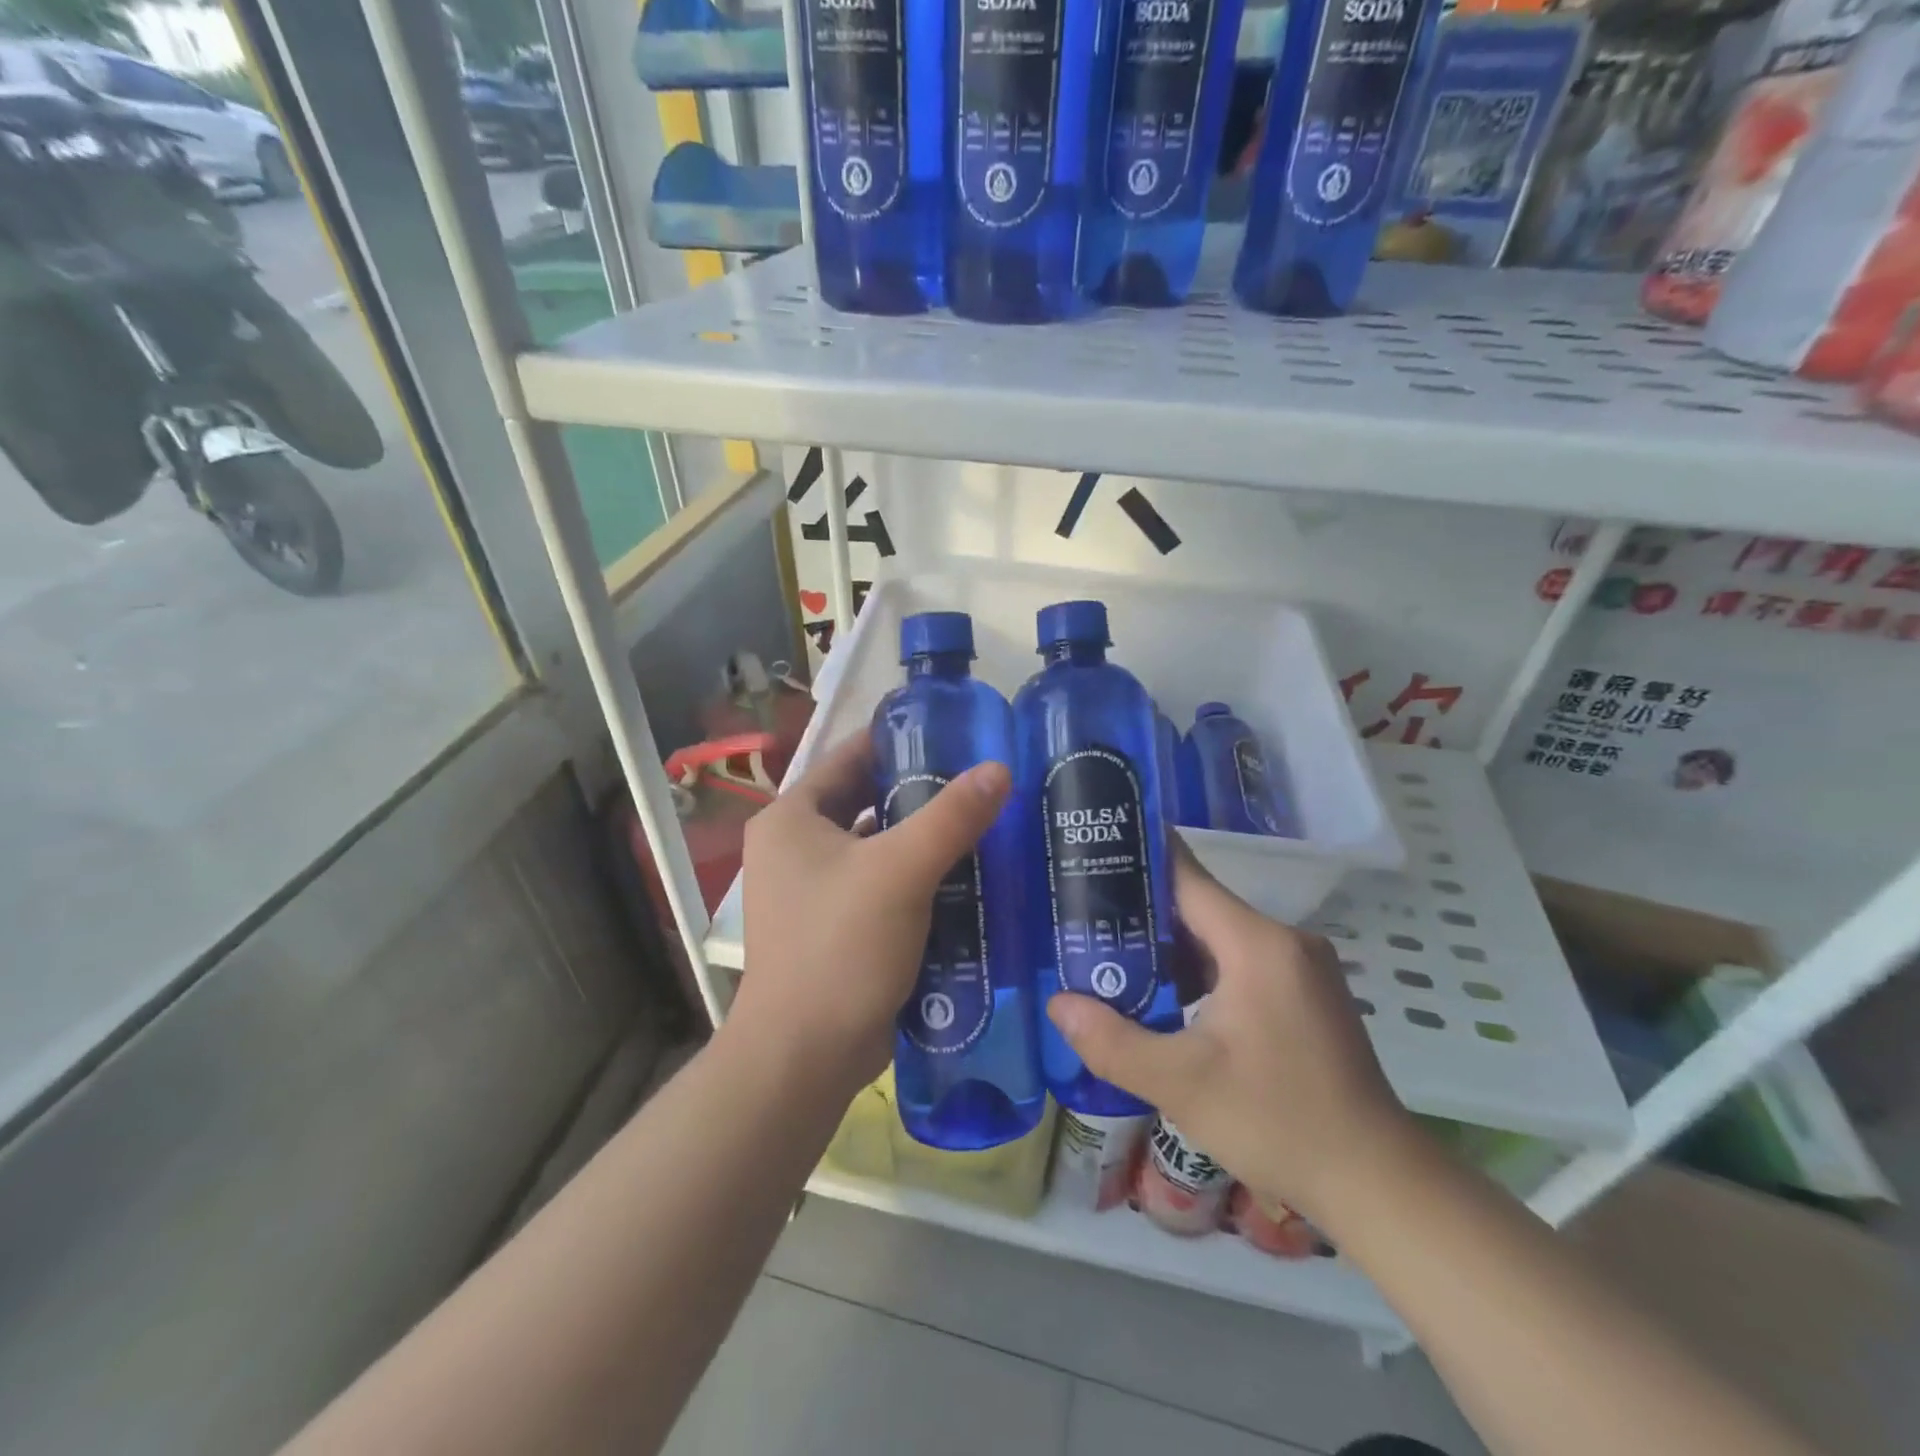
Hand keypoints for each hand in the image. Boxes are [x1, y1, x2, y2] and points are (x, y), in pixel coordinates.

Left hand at [730, 733, 1011, 1097]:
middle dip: (920, 792)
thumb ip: (951, 816)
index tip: (955, 735)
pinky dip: (918, 878)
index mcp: (792, 818)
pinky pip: (882, 885)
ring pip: (878, 846)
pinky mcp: (836, 927)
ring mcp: (813, 891)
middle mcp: (795, 848)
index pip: (850, 757)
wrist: (805, 1056)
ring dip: (923, 838)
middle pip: (866, 801)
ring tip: (984, 823)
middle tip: (980, 781)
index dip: (901, 741)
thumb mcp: (900, 871)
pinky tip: (966, 877)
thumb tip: (999, 769)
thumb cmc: (841, 947)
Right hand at [1047, 849, 1415, 1224]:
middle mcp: (1283, 940)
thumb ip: (1111, 1040)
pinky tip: (1165, 997)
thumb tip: (1056, 1004)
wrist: (1377, 1183)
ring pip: (1218, 936)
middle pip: (1199, 905)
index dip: (1136, 860)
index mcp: (1257, 943)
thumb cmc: (1278, 1122)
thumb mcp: (1181, 1084)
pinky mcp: (1305, 993)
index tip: (1091, 853)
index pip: (1185, 875)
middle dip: (1140, 911)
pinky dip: (1199, 970)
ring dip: (1168, 946)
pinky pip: (1240, 961)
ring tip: (1111, 957)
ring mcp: (1300, 966)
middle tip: (1082, 919)